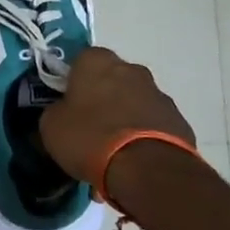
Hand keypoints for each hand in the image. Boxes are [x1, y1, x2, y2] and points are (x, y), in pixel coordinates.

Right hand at [39, 47, 193, 187]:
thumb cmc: (90, 137)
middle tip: (89, 127)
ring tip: (113, 151)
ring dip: (124, 118)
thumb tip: (64, 112)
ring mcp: (158, 93)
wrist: (146, 168)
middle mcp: (131, 68)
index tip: (67, 106)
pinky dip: (143, 136)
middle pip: (110, 80)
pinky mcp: (177, 119)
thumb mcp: (51, 126)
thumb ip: (56, 110)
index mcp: (96, 61)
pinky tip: (133, 160)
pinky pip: (152, 124)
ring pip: (133, 102)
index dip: (71, 83)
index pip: (79, 61)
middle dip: (101, 99)